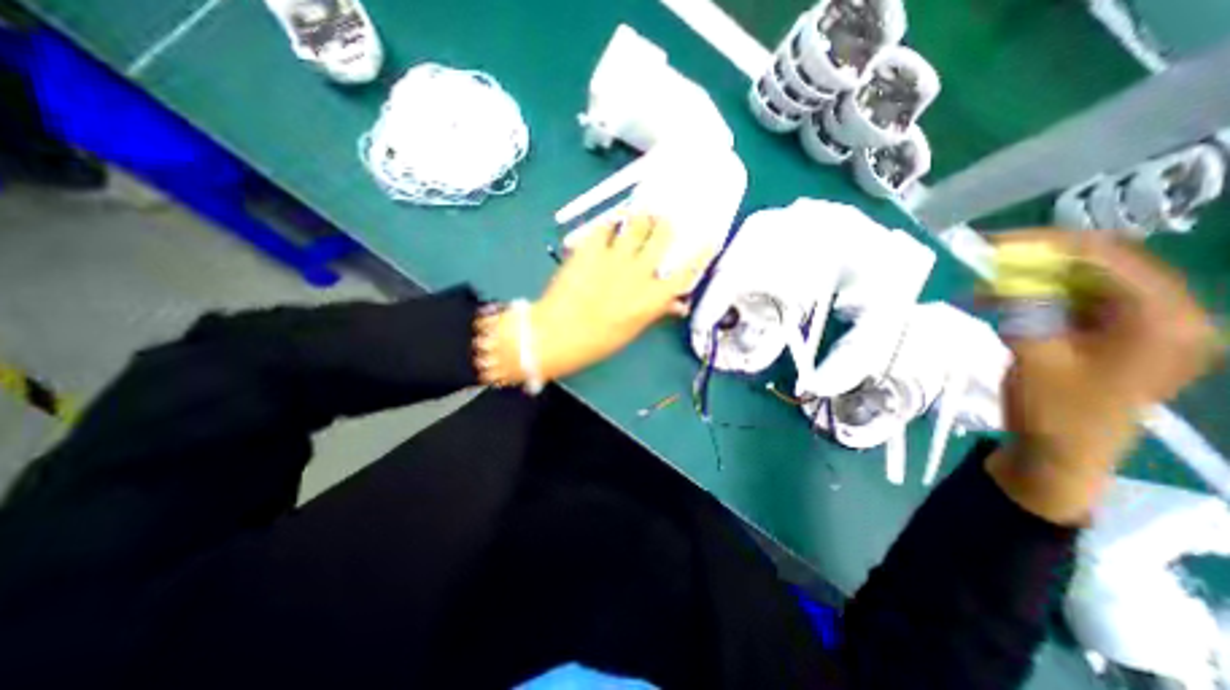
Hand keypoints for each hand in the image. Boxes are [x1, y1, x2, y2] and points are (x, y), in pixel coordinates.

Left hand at [489, 216, 715, 382]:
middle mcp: (638, 273)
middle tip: (664, 220)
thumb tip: (678, 303)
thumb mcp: (633, 329)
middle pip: (663, 236)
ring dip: (642, 216)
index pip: (686, 271)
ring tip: (641, 212)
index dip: (701, 252)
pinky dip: (611, 222)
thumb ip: (657, 310)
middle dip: (666, 225)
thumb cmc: (597, 341)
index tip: (710, 238)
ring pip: (636, 223)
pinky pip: (605, 225)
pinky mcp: (590, 249)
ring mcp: (614, 257)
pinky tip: (612, 222)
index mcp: (652, 298)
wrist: (556, 334)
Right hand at [987, 228, 1214, 521]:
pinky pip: (1075, 303)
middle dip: (1035, 260)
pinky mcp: (1116, 337)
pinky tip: (999, 305)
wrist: (1061, 454)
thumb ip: (1022, 306)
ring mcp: (1143, 326)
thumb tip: (1000, 270)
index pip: (1106, 256)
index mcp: (1162, 319)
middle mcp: (1167, 314)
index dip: (1044, 243)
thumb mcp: (1033, 354)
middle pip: (1099, 265)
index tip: (990, 244)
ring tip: (983, 289)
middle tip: (983, 263)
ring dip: (1031, 281)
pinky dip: (1036, 299)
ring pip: (1083, 283)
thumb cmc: (1054, 410)